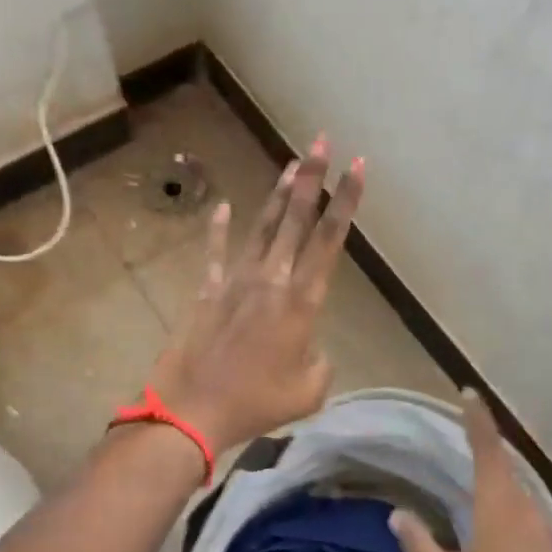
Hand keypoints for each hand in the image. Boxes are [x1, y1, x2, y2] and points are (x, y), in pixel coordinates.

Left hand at [147, 135, 365, 454]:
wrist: (194, 409)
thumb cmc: (256, 404)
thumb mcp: (308, 391)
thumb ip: (319, 363)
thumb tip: (310, 349)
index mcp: (301, 302)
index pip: (330, 240)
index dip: (346, 201)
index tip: (358, 166)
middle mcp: (271, 280)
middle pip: (295, 219)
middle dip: (312, 178)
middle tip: (321, 141)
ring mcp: (235, 281)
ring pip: (261, 228)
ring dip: (278, 195)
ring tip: (291, 164)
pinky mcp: (207, 291)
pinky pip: (215, 253)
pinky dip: (219, 229)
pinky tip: (224, 206)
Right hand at [390, 390, 551, 551]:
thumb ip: (420, 545)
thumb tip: (398, 514)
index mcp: (499, 509)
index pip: (488, 450)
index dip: (478, 419)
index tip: (469, 392)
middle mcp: (527, 510)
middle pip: (505, 466)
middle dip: (484, 444)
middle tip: (460, 430)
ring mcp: (546, 531)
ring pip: (517, 490)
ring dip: (495, 476)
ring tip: (469, 472)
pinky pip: (525, 512)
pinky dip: (506, 503)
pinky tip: (491, 522)